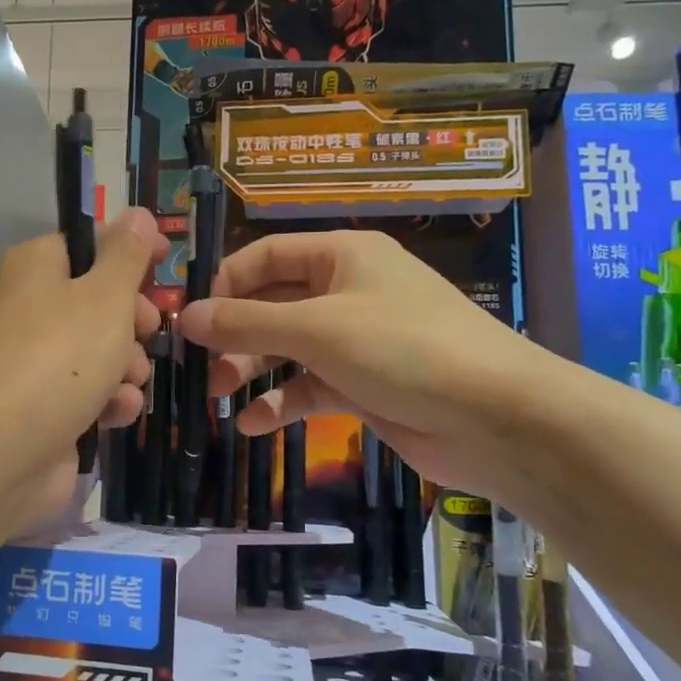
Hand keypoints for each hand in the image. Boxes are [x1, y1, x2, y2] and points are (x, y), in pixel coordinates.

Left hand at [0, 208, 166, 526]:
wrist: (0, 451)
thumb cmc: (59, 356)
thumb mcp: (104, 294)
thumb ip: (127, 255)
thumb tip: (139, 214)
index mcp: (38, 268)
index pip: (90, 246)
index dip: (129, 257)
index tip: (163, 268)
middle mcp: (33, 309)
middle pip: (101, 303)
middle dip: (134, 322)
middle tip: (147, 332)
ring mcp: (37, 363)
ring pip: (103, 353)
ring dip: (128, 367)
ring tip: (127, 381)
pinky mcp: (46, 410)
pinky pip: (91, 395)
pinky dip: (109, 402)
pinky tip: (115, 413)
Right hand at [175, 229, 567, 498]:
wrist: (495, 418)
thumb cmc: (402, 349)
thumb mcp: (316, 329)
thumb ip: (245, 322)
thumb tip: (184, 317)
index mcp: (342, 256)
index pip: (267, 255)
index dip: (226, 283)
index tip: (193, 319)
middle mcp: (348, 291)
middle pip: (273, 304)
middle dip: (235, 335)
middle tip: (202, 368)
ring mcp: (358, 340)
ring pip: (288, 348)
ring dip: (251, 369)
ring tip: (219, 397)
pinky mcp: (365, 385)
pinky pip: (310, 386)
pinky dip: (282, 402)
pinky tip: (254, 425)